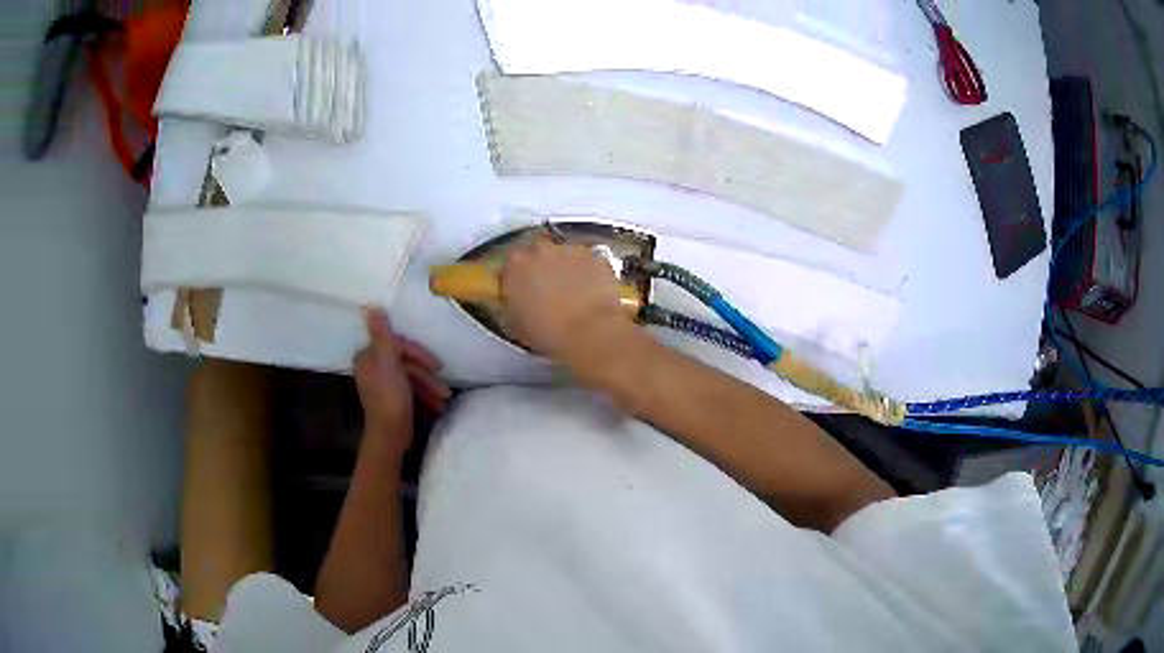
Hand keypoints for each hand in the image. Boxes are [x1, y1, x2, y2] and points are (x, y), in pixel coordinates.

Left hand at [354, 308, 449, 455]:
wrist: (391, 435)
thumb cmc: (390, 397)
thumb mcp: (388, 362)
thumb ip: (382, 335)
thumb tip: (370, 306)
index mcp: (368, 358)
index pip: (396, 345)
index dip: (417, 353)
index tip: (435, 365)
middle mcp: (371, 368)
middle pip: (404, 361)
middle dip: (425, 373)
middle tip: (443, 385)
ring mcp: (381, 385)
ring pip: (409, 377)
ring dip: (429, 386)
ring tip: (444, 399)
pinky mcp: (390, 400)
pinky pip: (409, 390)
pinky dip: (423, 395)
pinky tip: (437, 405)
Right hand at [499, 237, 637, 365]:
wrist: (591, 332)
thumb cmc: (551, 332)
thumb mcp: (516, 325)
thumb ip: (511, 304)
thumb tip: (515, 305)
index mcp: (515, 266)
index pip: (509, 263)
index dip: (516, 276)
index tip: (521, 288)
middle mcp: (540, 251)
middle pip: (537, 251)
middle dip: (540, 266)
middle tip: (547, 288)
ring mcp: (569, 250)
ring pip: (563, 253)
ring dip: (564, 267)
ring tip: (571, 292)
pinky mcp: (594, 256)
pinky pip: (587, 259)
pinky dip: (587, 271)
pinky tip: (590, 290)